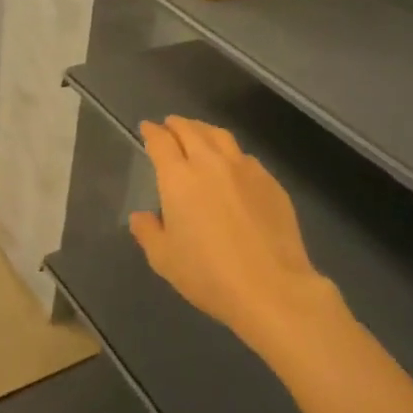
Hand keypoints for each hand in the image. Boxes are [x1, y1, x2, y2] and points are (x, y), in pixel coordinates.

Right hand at [130, 117, 333, 357]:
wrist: (271, 288)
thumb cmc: (209, 275)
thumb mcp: (164, 259)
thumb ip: (148, 232)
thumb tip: (141, 216)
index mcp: (179, 177)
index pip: (161, 142)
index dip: (152, 131)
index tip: (147, 128)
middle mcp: (210, 163)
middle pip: (191, 130)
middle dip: (176, 124)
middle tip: (170, 125)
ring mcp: (244, 169)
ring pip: (220, 136)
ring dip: (204, 130)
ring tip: (199, 133)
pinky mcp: (270, 182)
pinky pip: (245, 156)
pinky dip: (230, 153)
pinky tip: (232, 165)